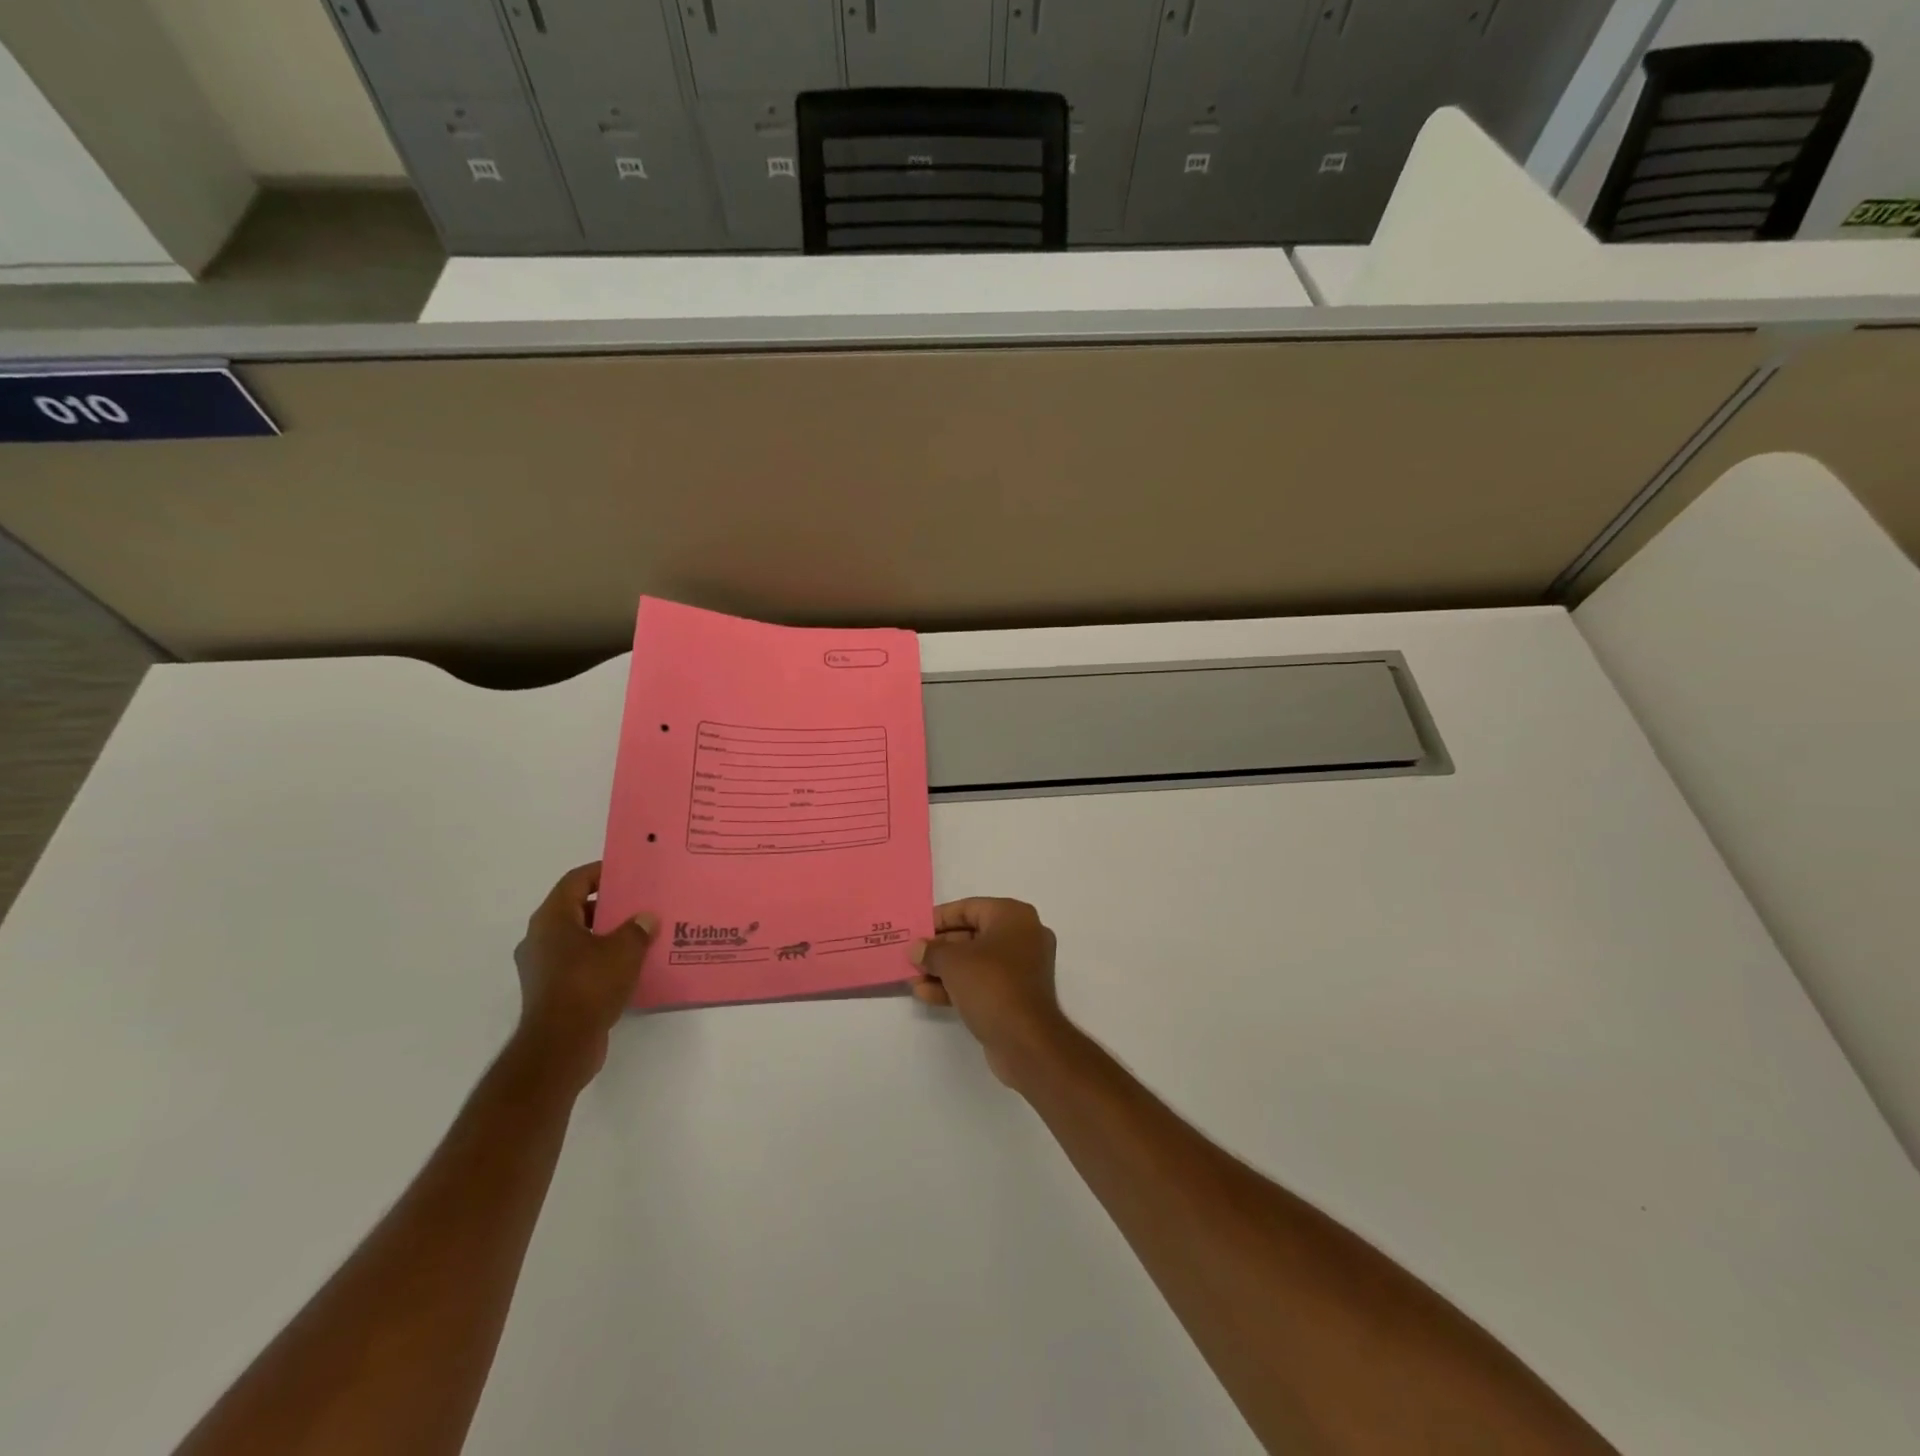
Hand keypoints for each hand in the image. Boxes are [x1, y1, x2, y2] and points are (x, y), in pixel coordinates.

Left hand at [512, 863, 656, 1089]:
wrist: (560, 1046)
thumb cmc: (588, 985)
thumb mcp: (624, 950)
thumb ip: (637, 929)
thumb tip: (646, 919)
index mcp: (551, 920)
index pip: (575, 881)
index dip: (601, 873)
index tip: (628, 873)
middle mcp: (539, 939)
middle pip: (575, 910)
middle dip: (608, 906)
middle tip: (640, 905)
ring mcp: (541, 968)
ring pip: (577, 939)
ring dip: (605, 936)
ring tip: (639, 936)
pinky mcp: (550, 992)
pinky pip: (577, 964)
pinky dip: (600, 961)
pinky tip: (627, 967)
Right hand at [911, 898, 1072, 1087]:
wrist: (1026, 1041)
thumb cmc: (991, 985)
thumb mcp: (953, 962)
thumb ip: (931, 951)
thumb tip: (916, 949)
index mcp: (1013, 916)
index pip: (969, 908)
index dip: (939, 918)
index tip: (915, 930)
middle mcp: (1023, 936)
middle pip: (972, 935)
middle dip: (939, 948)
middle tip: (912, 957)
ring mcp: (1022, 968)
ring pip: (976, 962)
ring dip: (944, 970)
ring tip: (913, 979)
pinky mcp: (1017, 995)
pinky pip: (983, 982)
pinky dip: (957, 985)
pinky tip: (927, 994)